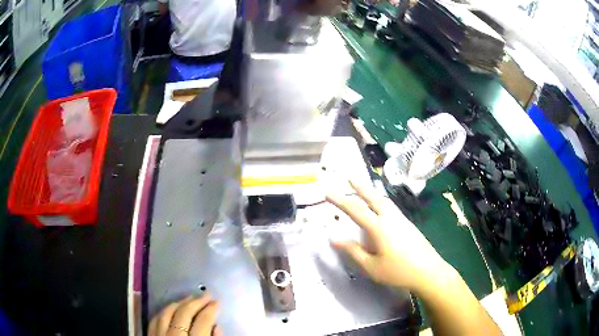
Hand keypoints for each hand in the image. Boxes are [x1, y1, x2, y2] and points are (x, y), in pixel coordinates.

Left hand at [149, 294, 220, 335]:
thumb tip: (217, 327)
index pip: (203, 321)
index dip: (211, 310)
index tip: (217, 302)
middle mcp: (174, 334)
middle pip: (184, 313)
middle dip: (196, 302)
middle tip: (206, 295)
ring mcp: (159, 333)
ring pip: (167, 312)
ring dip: (179, 303)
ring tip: (189, 298)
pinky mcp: (150, 334)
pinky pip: (155, 318)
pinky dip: (164, 311)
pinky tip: (170, 307)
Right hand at [327, 181, 451, 291]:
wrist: (429, 271)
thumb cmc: (398, 272)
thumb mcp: (371, 266)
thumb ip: (353, 251)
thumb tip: (334, 238)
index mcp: (379, 228)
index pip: (355, 210)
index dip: (340, 200)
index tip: (328, 191)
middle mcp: (390, 218)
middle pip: (373, 197)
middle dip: (360, 186)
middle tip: (349, 176)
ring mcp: (401, 219)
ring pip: (384, 200)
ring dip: (372, 191)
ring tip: (363, 187)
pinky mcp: (408, 223)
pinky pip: (391, 206)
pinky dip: (381, 200)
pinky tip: (381, 205)